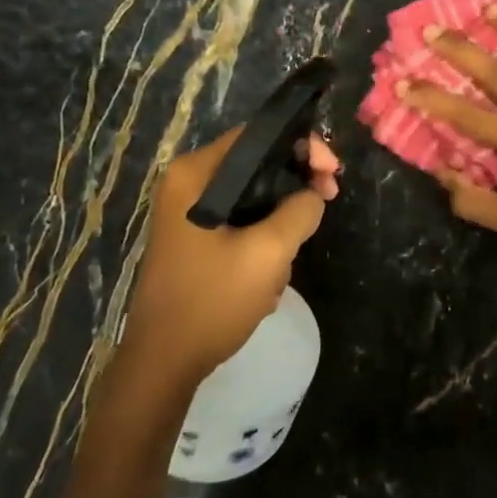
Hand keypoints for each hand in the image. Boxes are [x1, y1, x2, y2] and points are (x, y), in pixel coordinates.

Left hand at [117, 128, 340, 387]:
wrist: (164, 361)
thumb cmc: (212, 300)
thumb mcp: (269, 252)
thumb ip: (300, 211)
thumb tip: (314, 194)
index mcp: (195, 174)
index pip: (257, 136)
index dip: (303, 146)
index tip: (332, 175)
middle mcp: (187, 184)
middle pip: (256, 165)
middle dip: (294, 187)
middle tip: (325, 206)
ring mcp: (188, 214)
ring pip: (252, 198)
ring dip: (279, 223)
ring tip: (288, 260)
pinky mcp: (194, 240)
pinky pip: (240, 223)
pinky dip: (262, 241)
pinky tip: (267, 278)